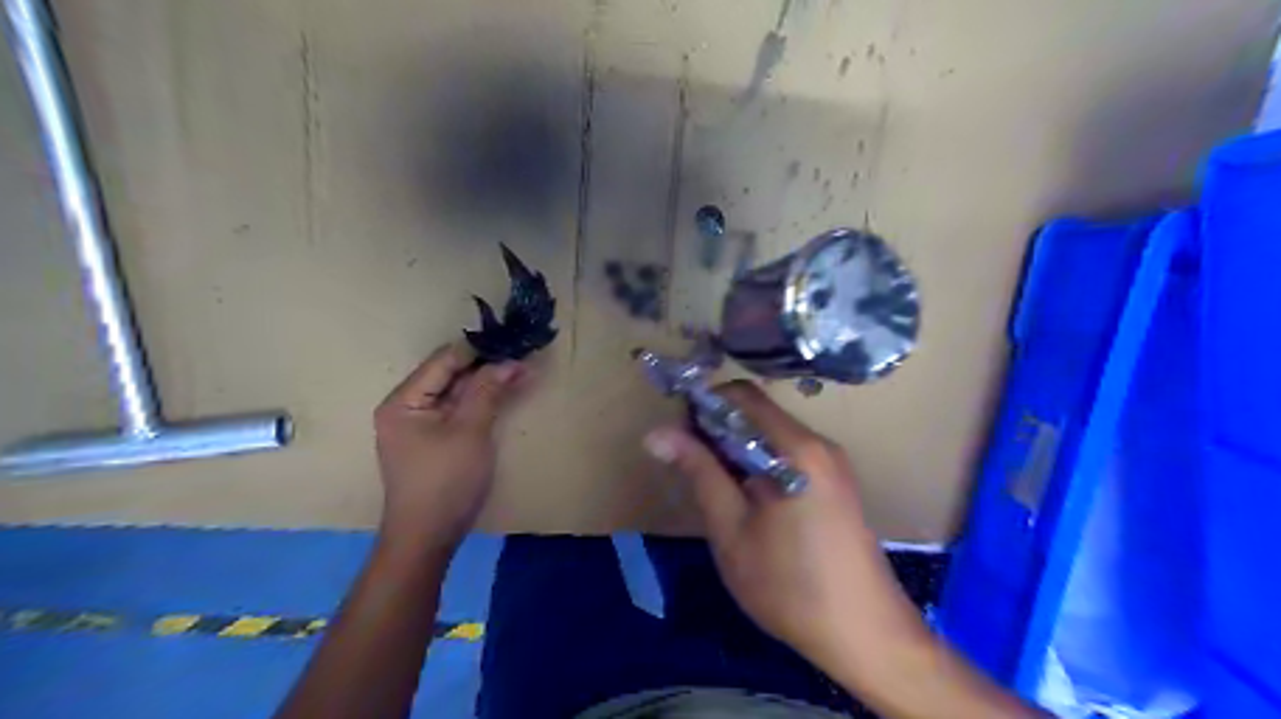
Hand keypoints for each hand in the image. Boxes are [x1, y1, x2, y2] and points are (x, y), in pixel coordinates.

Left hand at [377, 346, 524, 551]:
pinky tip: (505, 393)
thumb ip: (487, 391)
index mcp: (404, 400)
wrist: (428, 538)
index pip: (444, 361)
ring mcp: (419, 424)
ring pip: (457, 392)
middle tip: (523, 356)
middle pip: (449, 375)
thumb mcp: (470, 431)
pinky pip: (458, 411)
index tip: (513, 341)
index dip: (479, 349)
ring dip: (487, 383)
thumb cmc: (445, 481)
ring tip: (522, 371)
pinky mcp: (433, 440)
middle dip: (486, 366)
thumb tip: (510, 361)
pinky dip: (481, 402)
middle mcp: (406, 406)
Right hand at [645, 384, 927, 687]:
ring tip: (716, 490)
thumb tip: (657, 433)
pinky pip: (789, 456)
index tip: (679, 438)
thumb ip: (698, 472)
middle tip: (691, 469)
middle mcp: (819, 444)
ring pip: (772, 436)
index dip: (704, 406)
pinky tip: (747, 502)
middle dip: (718, 431)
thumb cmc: (790, 586)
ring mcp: (832, 464)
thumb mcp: (732, 529)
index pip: (742, 395)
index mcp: (797, 447)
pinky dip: (760, 465)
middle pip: (758, 413)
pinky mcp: (836, 483)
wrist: (866, 636)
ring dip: (737, 451)